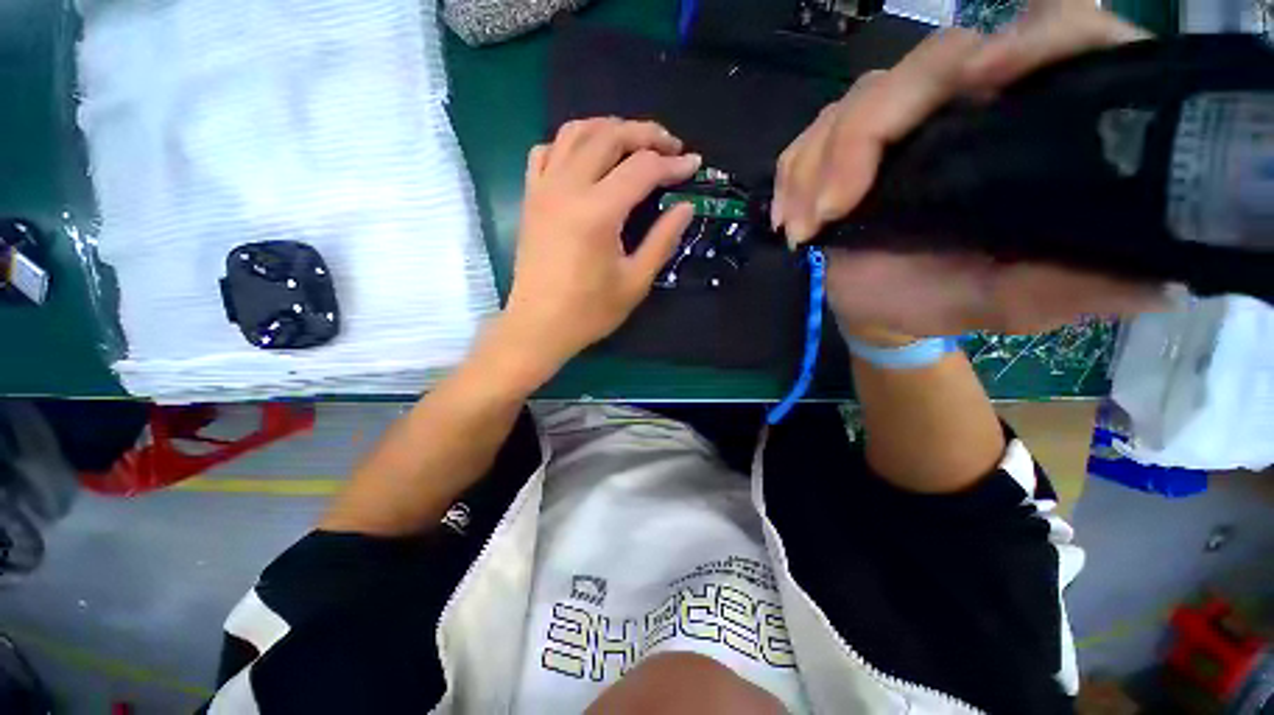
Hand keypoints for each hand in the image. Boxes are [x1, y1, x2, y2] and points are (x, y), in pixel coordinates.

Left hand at [494, 118, 699, 382]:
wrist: (538, 325)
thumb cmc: (589, 311)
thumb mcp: (635, 281)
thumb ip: (662, 240)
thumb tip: (685, 207)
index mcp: (598, 212)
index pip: (642, 169)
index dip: (672, 164)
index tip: (694, 165)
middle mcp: (568, 188)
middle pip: (609, 136)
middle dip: (645, 134)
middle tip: (669, 146)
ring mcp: (543, 189)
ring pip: (575, 132)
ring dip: (608, 129)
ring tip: (632, 143)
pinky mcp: (530, 198)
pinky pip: (546, 152)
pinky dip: (570, 145)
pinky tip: (586, 159)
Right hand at [773, 0, 1161, 337]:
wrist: (877, 306)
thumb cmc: (941, 299)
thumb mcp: (1008, 301)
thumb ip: (1066, 289)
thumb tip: (1153, 281)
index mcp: (1030, 128)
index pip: (1056, 38)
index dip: (1030, 41)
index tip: (981, 84)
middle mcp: (967, 104)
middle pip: (929, 61)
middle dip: (868, 133)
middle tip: (833, 208)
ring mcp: (900, 120)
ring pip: (857, 98)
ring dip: (817, 162)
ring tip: (804, 228)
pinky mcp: (846, 143)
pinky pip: (810, 136)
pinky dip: (792, 173)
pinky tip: (789, 218)